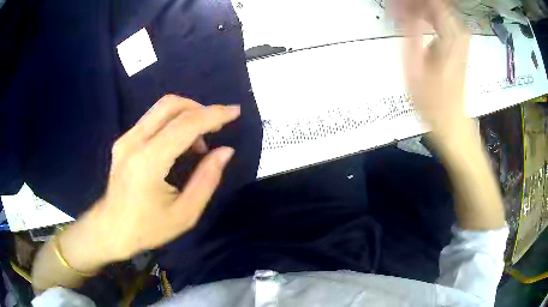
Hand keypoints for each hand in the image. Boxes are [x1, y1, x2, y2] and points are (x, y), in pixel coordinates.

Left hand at [72, 95, 239, 264]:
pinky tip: (179, 144)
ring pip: (161, 108)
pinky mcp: (123, 140)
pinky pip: (153, 119)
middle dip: (200, 109)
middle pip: (171, 105)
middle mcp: (134, 142)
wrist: (111, 230)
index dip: (214, 114)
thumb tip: (225, 151)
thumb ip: (207, 179)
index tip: (235, 112)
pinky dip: (173, 123)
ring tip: (198, 144)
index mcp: (149, 162)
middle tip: (216, 127)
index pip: (185, 125)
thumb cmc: (148, 228)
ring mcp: (125, 139)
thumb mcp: (185, 214)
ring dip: (187, 115)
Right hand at [397, 0, 470, 139]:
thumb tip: (404, 10)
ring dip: (421, 8)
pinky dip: (428, 15)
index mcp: (450, 38)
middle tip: (398, 9)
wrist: (452, 122)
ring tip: (404, 13)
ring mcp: (460, 39)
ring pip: (440, 9)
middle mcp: (459, 34)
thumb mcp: (414, 68)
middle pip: (438, 4)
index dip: (413, 2)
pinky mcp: (459, 44)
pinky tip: (416, 19)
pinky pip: (444, 19)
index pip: (433, 3)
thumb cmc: (432, 102)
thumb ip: (410, 34)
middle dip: (416, 4)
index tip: (397, 4)